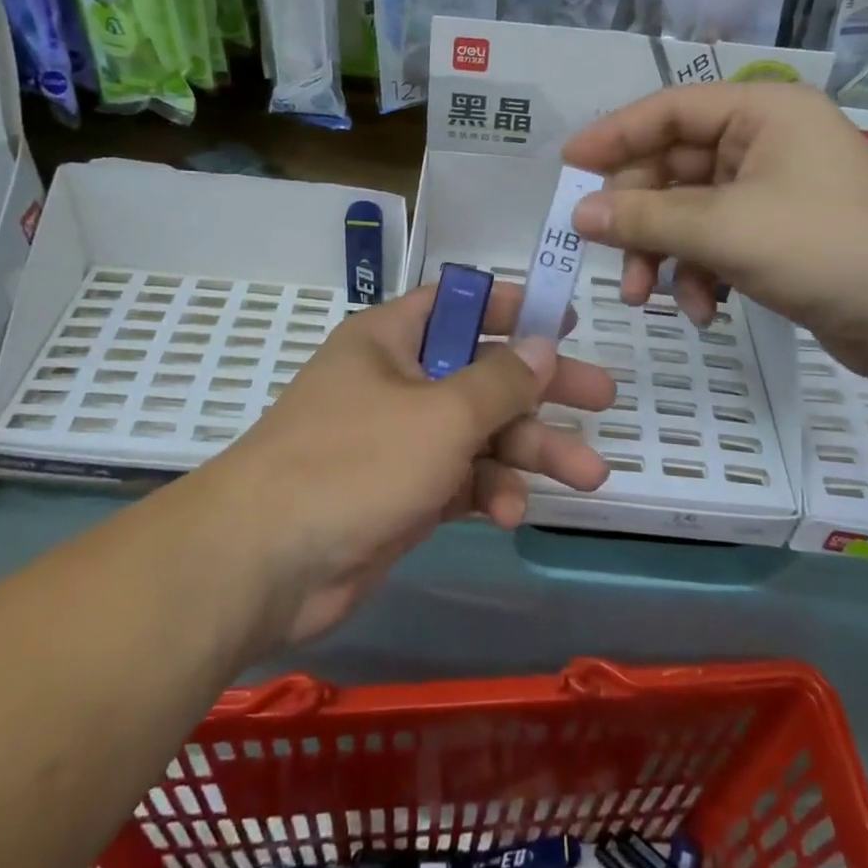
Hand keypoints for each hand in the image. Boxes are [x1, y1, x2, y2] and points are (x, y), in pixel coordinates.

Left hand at [198, 281, 612, 647]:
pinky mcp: (401, 493)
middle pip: (482, 372)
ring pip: (479, 432)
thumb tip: (544, 345)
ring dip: (529, 452)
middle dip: (543, 391)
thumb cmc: (355, 462)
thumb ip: (501, 381)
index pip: (459, 303)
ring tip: (588, 475)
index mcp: (391, 339)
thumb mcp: (442, 414)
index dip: (512, 306)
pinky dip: (488, 491)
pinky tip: (511, 513)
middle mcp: (396, 381)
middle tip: (603, 398)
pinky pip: (460, 478)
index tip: (565, 319)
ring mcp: (398, 440)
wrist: (264, 564)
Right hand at [563, 82, 867, 378]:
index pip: (668, 110)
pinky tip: (702, 310)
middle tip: (606, 256)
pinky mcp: (780, 236)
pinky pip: (717, 241)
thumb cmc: (824, 247)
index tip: (567, 167)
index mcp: (761, 111)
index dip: (614, 136)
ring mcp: (774, 191)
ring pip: (690, 211)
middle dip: (640, 218)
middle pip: (674, 167)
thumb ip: (644, 218)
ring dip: (664, 254)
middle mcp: (766, 141)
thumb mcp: (723, 228)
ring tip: (646, 297)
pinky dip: (700, 273)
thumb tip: (578, 214)